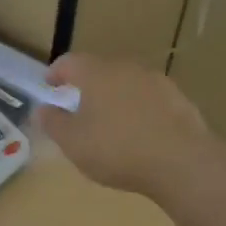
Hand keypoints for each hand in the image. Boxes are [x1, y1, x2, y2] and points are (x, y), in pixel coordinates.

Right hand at [39, 53, 223, 198]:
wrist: (183, 163)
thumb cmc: (117, 149)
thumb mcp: (73, 142)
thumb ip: (54, 123)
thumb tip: (42, 109)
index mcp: (97, 73)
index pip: (70, 62)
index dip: (56, 72)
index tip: (49, 84)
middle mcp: (126, 69)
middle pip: (100, 69)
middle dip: (87, 84)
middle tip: (77, 103)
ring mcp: (157, 82)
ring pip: (127, 83)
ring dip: (115, 96)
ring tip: (109, 120)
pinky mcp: (180, 100)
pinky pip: (149, 100)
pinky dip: (138, 109)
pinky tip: (139, 132)